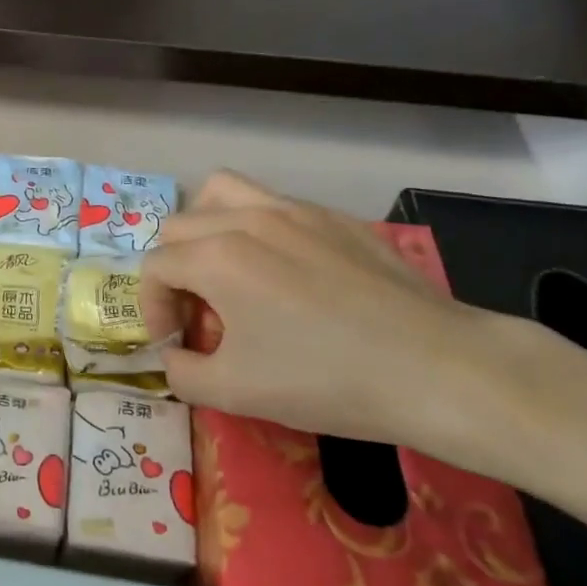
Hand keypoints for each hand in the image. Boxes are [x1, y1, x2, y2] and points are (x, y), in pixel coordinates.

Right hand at [139, 172, 516, 449]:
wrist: (435, 368)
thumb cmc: (325, 379)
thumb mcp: (234, 392)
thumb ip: (181, 373)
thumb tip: (174, 356)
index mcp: (216, 257)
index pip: (153, 267)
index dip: (152, 308)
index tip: (175, 344)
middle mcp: (246, 218)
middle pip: (179, 226)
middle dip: (174, 271)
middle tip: (200, 315)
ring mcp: (294, 210)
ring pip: (222, 193)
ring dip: (206, 228)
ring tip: (225, 269)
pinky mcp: (334, 217)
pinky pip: (273, 204)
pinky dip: (256, 228)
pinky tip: (287, 273)